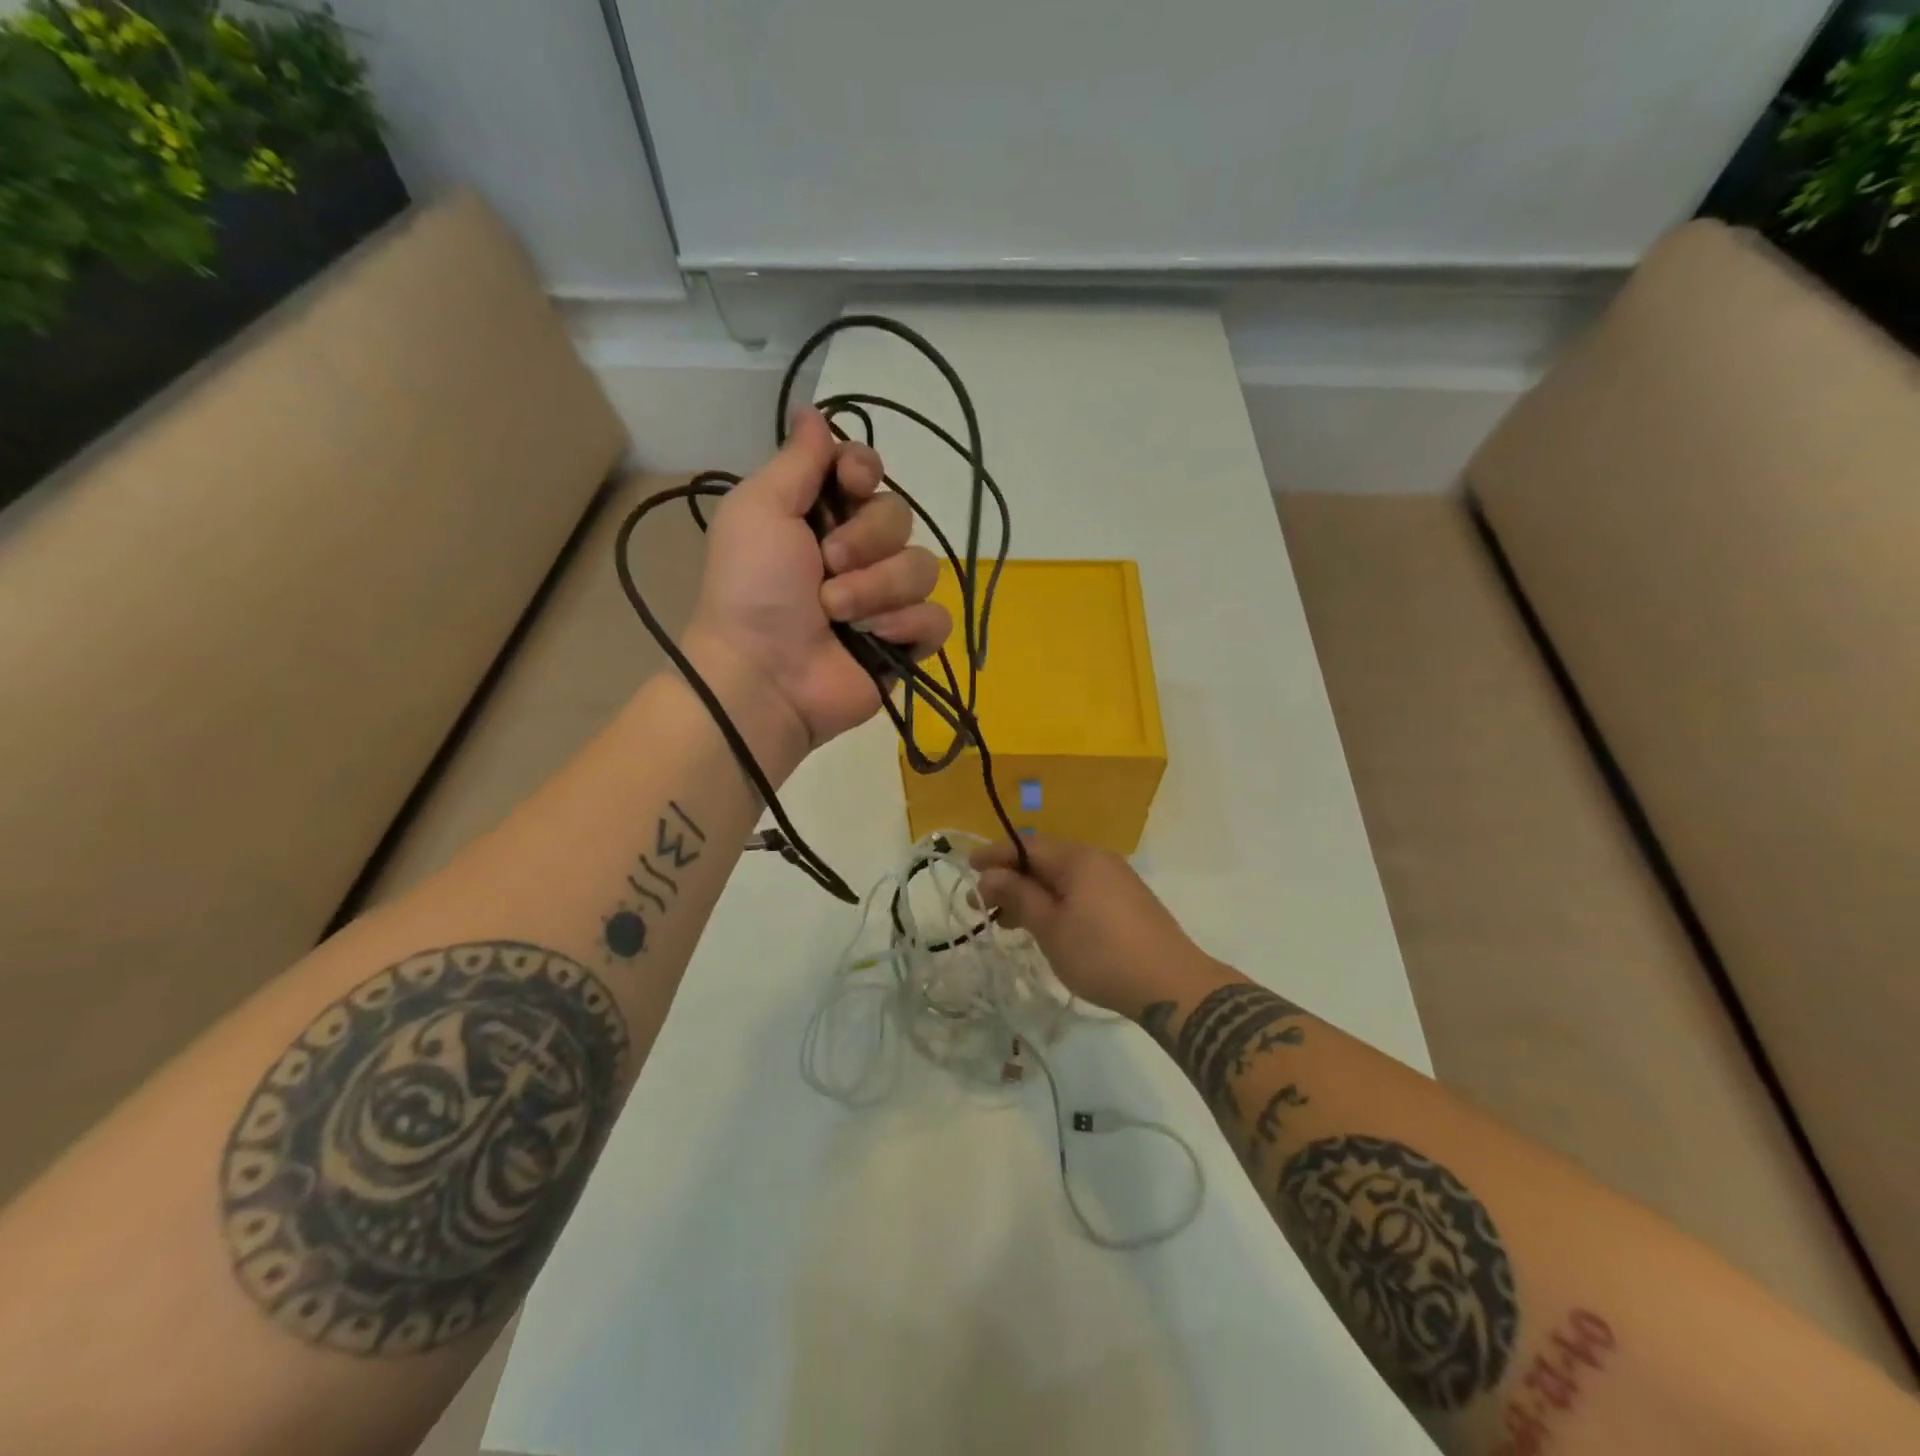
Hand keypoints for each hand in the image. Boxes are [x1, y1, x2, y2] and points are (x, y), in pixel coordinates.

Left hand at [684, 411, 951, 748]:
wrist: (764, 674)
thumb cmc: (752, 588)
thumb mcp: (759, 510)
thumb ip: (796, 461)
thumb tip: (811, 409)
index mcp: (822, 516)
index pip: (868, 471)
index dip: (865, 471)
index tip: (849, 484)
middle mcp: (858, 551)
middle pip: (899, 516)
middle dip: (865, 541)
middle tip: (826, 567)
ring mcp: (884, 598)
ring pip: (922, 567)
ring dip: (878, 589)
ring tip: (838, 614)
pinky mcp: (906, 640)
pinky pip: (935, 616)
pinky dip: (905, 625)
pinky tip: (873, 639)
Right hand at [972, 836, 1209, 1016]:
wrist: (1172, 985)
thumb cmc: (1102, 954)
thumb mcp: (1051, 927)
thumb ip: (1018, 896)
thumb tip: (990, 875)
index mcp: (1078, 858)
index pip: (1026, 845)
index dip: (994, 856)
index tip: (967, 868)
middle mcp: (1097, 859)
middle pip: (1043, 860)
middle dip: (1010, 879)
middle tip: (980, 905)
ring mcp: (1115, 880)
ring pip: (1061, 878)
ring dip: (1031, 894)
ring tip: (1005, 922)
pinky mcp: (1126, 902)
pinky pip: (1080, 891)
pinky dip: (1055, 903)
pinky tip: (1043, 926)